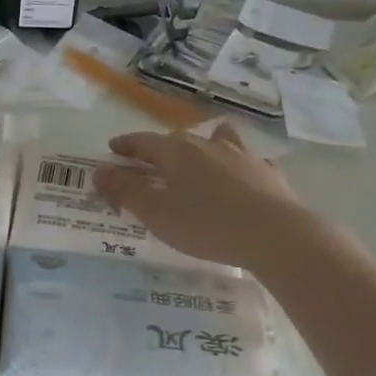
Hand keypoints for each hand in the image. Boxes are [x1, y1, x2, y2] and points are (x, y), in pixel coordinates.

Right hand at [92, 124, 307, 270]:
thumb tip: (99, 171)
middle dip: (159, 150)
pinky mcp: (267, 173)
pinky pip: (246, 162)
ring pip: (217, 141)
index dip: (126, 146)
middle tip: (147, 163)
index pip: (143, 141)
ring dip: (202, 147)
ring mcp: (242, 155)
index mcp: (176, 151)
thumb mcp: (156, 213)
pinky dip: (235, 166)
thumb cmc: (206, 224)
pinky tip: (239, 179)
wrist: (275, 234)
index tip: (113, 149)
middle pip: (177, 140)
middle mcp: (208, 145)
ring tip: (198, 157)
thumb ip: (126, 192)